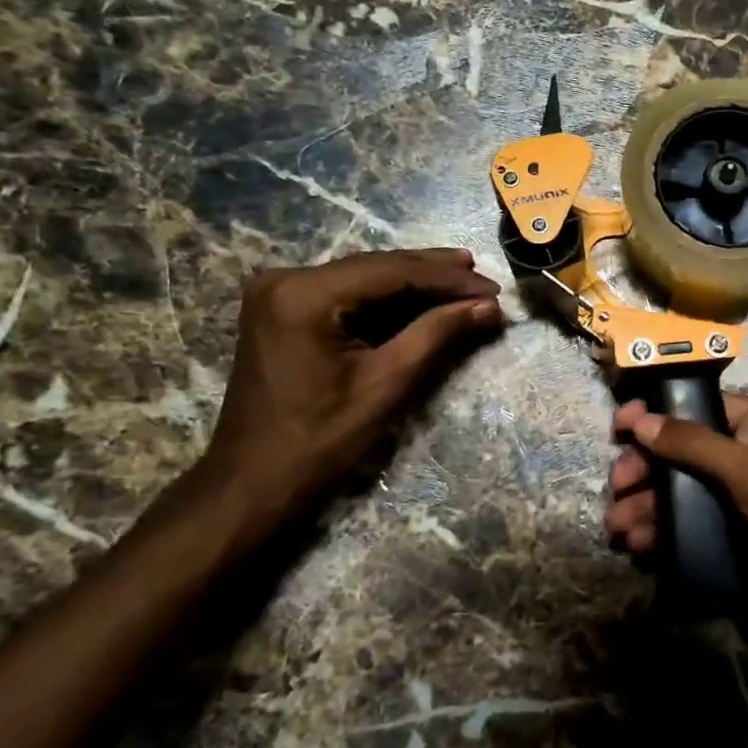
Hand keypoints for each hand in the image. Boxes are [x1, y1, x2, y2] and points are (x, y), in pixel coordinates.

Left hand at [197, 249, 501, 544]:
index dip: (449, 279)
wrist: (254, 481)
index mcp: (305, 294)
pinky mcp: (285, 308)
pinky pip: (349, 293)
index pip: (393, 271)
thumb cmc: (320, 440)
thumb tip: (488, 306)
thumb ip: (437, 334)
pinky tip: (425, 299)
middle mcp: (287, 279)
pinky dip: (389, 299)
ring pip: (366, 277)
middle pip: (378, 266)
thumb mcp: (387, 383)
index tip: (494, 290)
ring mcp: (281, 292)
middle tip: (486, 281)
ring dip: (416, 283)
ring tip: (467, 283)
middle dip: (435, 275)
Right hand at [605, 394, 747, 667]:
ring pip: (682, 496)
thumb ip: (694, 444)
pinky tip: (638, 545)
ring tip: (618, 524)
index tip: (620, 425)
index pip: (706, 409)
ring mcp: (741, 508)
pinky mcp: (732, 548)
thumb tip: (642, 420)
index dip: (662, 414)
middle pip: (686, 455)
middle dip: (648, 468)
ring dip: (647, 506)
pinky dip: (661, 535)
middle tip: (618, 483)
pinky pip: (687, 532)